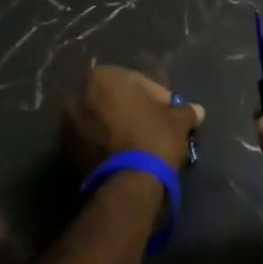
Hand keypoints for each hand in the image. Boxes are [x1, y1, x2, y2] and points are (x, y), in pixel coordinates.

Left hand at [63, 65, 203, 175]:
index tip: (170, 114)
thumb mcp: (177, 122)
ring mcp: (67, 126)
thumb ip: (185, 111)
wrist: (126, 185)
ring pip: (101, 121)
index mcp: (103, 78)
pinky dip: (106, 146)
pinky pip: (91, 142)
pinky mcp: (64, 154)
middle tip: (155, 127)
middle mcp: (78, 96)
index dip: (158, 97)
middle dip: (134, 111)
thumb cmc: (152, 139)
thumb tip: (198, 110)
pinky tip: (124, 159)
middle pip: (115, 100)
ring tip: (139, 146)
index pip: (137, 82)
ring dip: (118, 129)